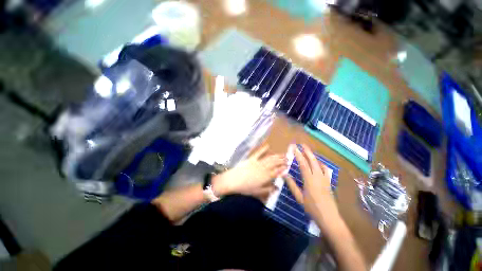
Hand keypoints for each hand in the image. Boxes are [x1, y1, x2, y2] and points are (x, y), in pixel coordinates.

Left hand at [213, 145, 287, 197]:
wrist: (233, 180)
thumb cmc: (245, 188)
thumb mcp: (257, 191)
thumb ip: (268, 189)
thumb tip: (278, 187)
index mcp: (265, 177)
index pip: (277, 172)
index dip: (283, 168)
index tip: (288, 166)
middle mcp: (263, 168)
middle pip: (275, 163)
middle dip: (282, 160)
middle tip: (288, 158)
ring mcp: (257, 162)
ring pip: (269, 158)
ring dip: (276, 155)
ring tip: (282, 153)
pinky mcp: (251, 159)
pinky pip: (258, 153)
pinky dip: (263, 149)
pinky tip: (267, 146)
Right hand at [284, 144, 339, 229]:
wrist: (329, 217)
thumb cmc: (312, 208)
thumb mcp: (299, 197)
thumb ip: (292, 185)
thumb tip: (284, 174)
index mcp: (309, 179)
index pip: (303, 164)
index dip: (298, 155)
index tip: (294, 148)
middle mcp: (317, 176)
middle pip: (312, 160)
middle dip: (307, 151)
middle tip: (303, 144)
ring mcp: (325, 179)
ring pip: (319, 164)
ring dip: (313, 156)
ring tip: (308, 151)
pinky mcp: (329, 182)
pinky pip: (326, 170)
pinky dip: (322, 165)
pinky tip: (319, 164)